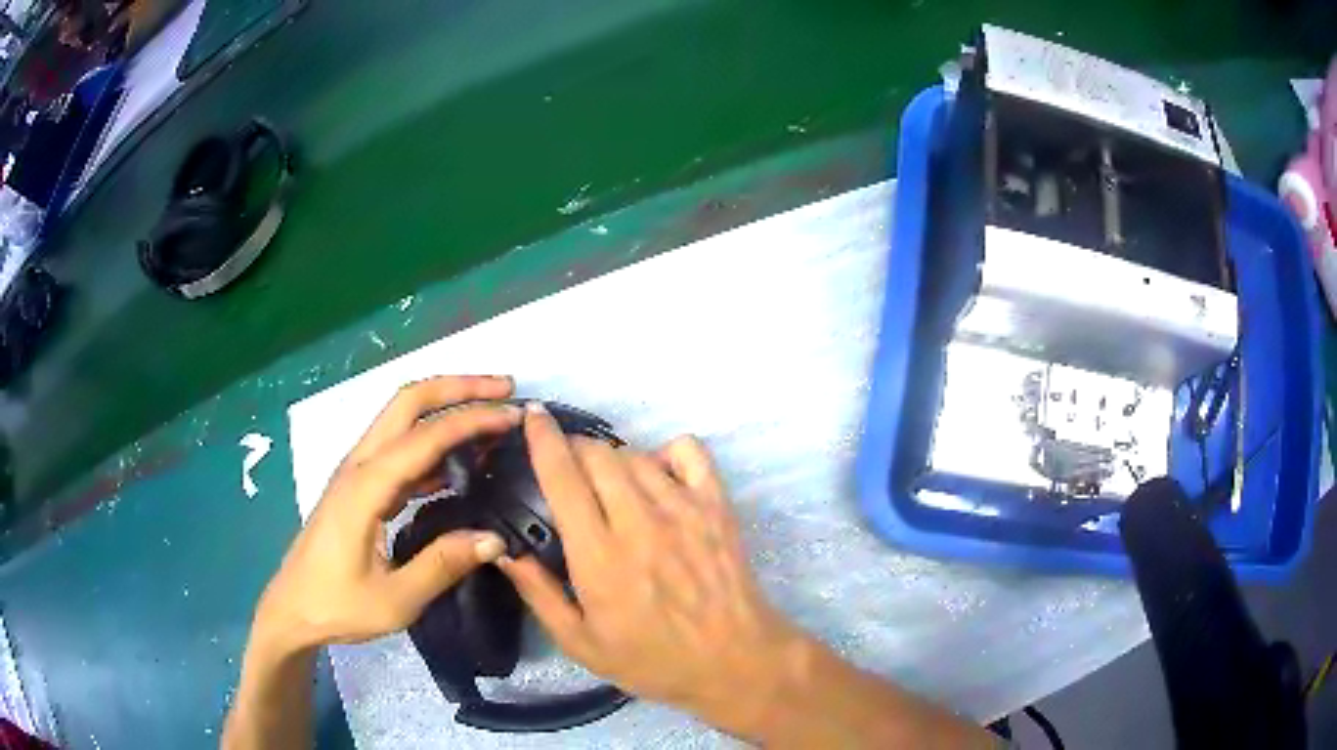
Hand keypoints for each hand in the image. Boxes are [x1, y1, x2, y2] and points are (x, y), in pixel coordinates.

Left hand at [252, 376, 520, 654]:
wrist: (292, 608)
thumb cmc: (338, 605)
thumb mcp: (396, 599)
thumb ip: (443, 565)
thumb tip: (495, 538)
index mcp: (366, 486)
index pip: (426, 436)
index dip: (473, 420)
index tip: (515, 417)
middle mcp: (359, 464)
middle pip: (408, 401)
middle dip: (458, 387)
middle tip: (506, 390)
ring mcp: (356, 471)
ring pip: (402, 417)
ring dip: (445, 405)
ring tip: (491, 416)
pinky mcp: (358, 484)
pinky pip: (399, 446)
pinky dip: (433, 439)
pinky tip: (460, 461)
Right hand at [498, 403, 809, 736]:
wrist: (735, 661)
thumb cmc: (654, 660)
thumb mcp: (582, 644)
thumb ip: (539, 594)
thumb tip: (503, 550)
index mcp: (599, 556)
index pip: (563, 477)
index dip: (542, 439)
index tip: (533, 418)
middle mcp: (639, 521)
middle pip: (598, 454)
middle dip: (573, 449)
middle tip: (566, 469)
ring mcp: (683, 509)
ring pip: (636, 453)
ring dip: (613, 458)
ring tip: (609, 482)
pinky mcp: (717, 506)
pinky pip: (689, 452)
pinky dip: (667, 452)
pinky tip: (660, 476)